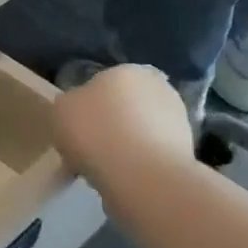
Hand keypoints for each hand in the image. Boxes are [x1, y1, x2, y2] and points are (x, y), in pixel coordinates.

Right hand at [54, 64, 192, 183]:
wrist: (142, 177)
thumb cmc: (95, 133)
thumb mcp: (60, 110)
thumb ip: (69, 104)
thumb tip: (78, 110)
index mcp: (126, 70)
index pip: (102, 83)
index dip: (87, 106)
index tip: (77, 128)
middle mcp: (157, 86)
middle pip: (124, 105)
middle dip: (110, 123)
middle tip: (90, 148)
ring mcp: (177, 118)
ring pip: (140, 130)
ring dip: (126, 144)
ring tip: (106, 167)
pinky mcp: (187, 150)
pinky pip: (152, 154)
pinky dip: (140, 163)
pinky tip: (124, 178)